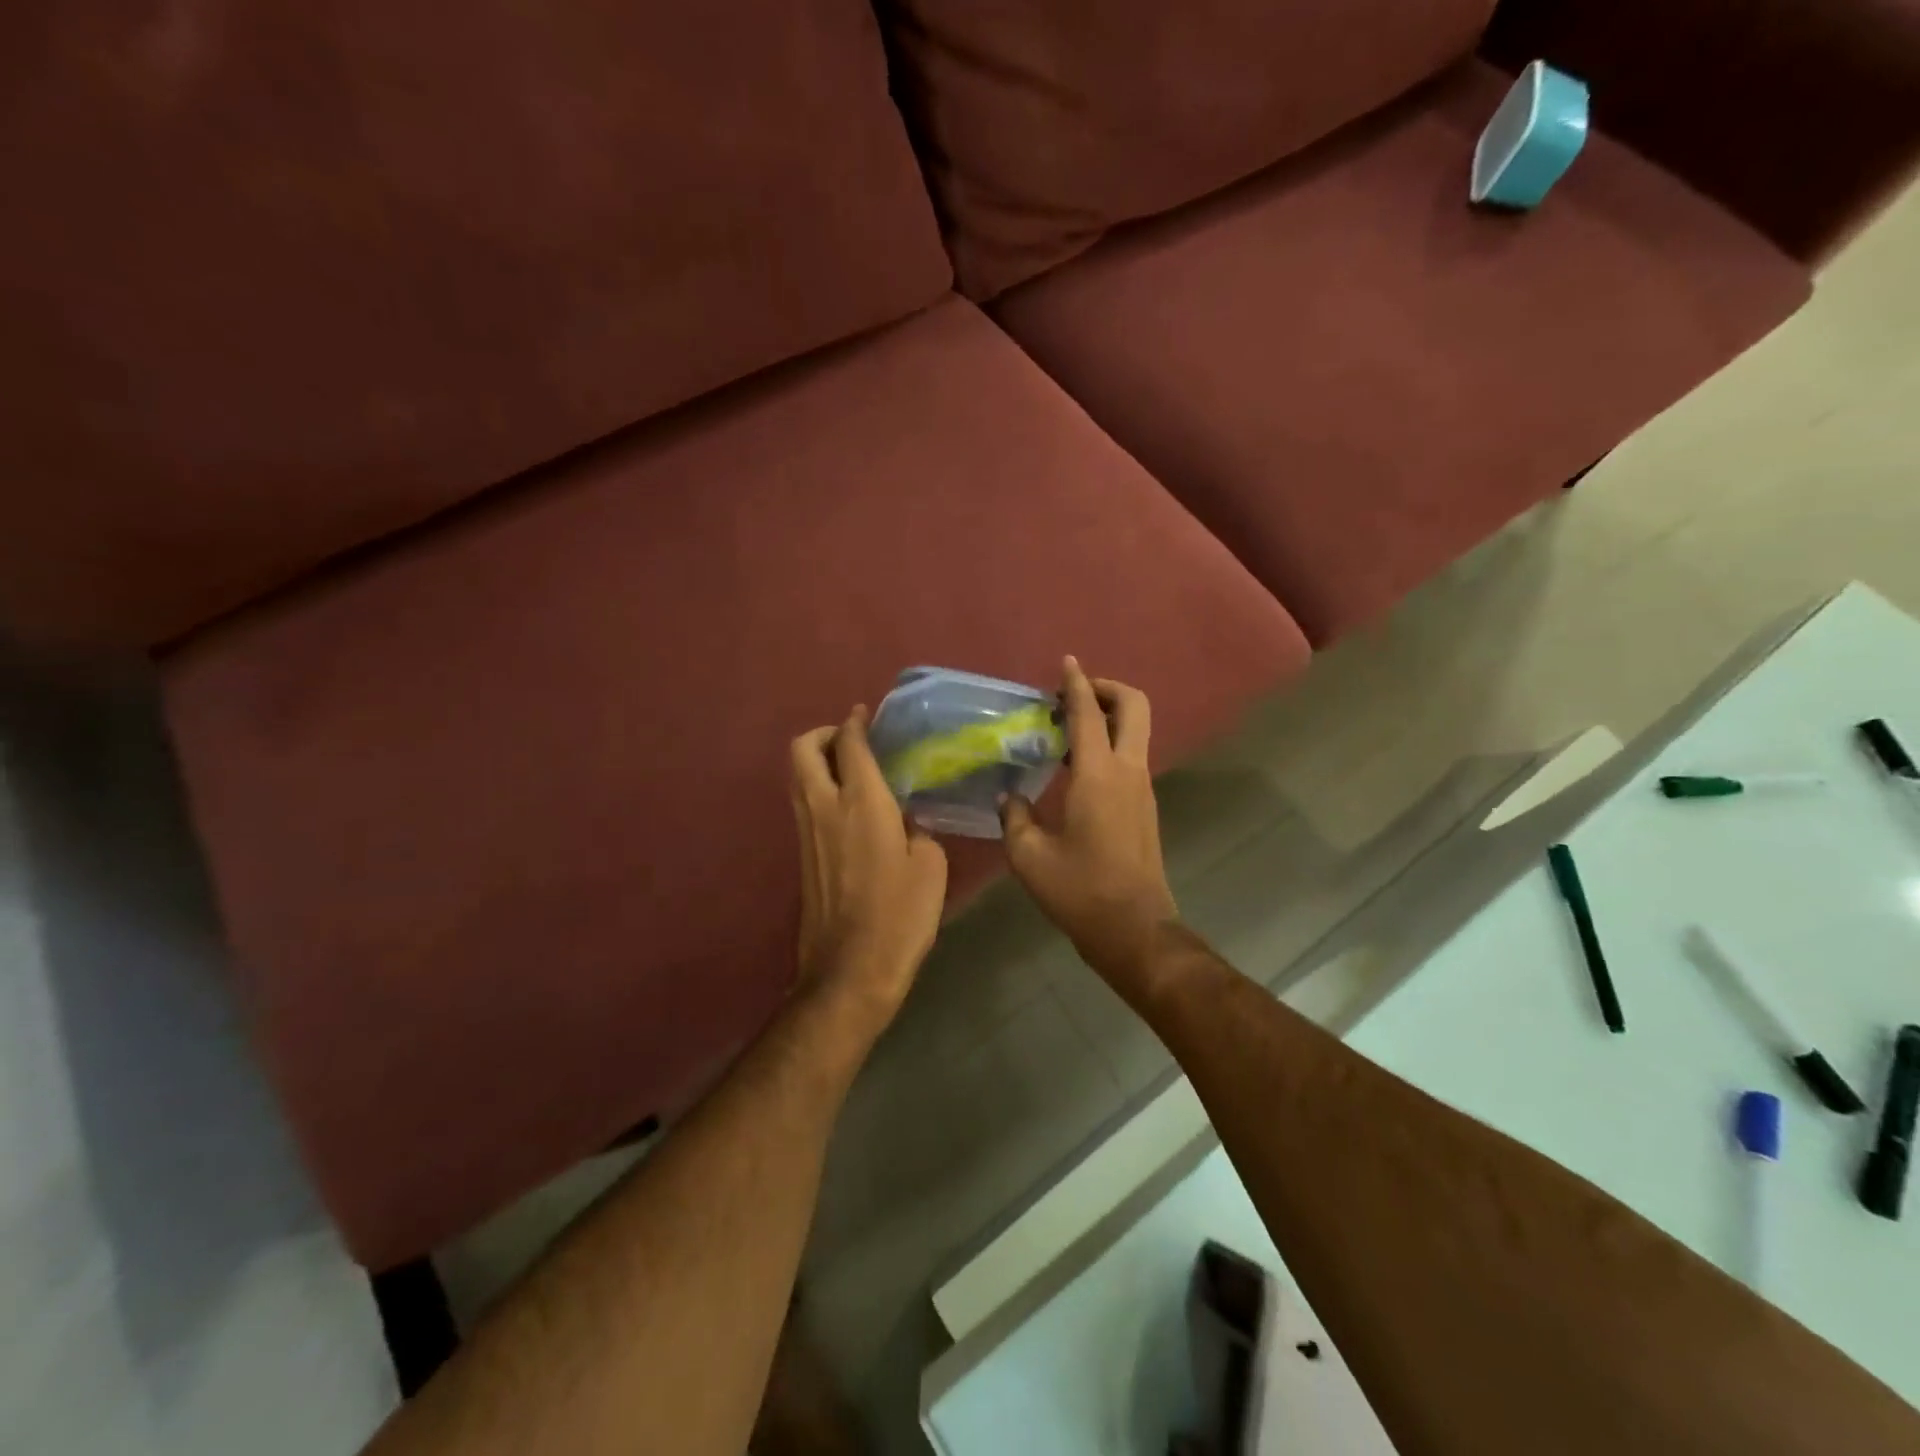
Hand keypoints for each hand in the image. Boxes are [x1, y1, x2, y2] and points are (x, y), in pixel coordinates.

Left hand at [790, 706, 948, 1040]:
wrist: (850, 971)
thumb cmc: (900, 916)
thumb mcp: (930, 867)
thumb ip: (917, 830)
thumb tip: (904, 822)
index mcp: (861, 803)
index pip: (851, 745)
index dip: (857, 723)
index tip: (866, 714)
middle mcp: (825, 808)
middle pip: (804, 749)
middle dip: (824, 734)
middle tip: (852, 740)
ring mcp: (806, 832)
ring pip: (797, 776)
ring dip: (818, 761)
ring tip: (851, 769)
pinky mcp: (801, 855)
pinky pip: (803, 803)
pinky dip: (818, 789)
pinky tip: (849, 807)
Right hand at [1000, 657, 1179, 989]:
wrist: (1134, 930)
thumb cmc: (1080, 891)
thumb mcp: (1029, 856)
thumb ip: (1013, 818)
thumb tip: (1009, 798)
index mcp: (1098, 776)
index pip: (1088, 713)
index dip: (1075, 683)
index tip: (1065, 663)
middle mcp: (1128, 772)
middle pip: (1134, 706)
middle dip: (1107, 688)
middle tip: (1072, 695)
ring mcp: (1142, 789)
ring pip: (1135, 731)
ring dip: (1107, 717)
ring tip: (1065, 730)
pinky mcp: (1145, 807)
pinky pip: (1130, 757)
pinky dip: (1108, 745)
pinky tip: (1075, 768)